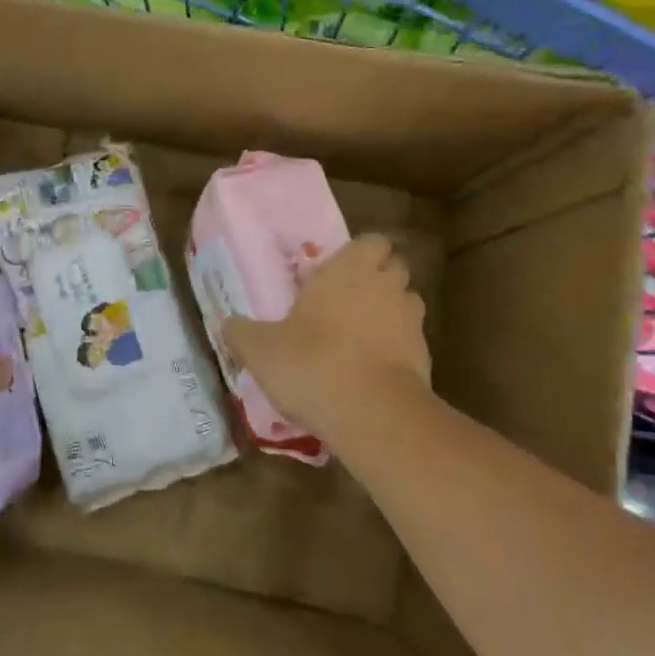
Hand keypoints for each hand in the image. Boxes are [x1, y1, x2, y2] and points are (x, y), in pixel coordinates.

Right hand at [225, 233, 430, 446]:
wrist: (372, 414)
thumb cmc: (312, 363)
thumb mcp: (260, 349)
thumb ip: (242, 332)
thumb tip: (228, 324)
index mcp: (348, 269)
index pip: (370, 241)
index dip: (358, 254)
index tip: (337, 273)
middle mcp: (385, 285)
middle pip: (393, 268)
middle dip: (376, 279)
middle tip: (346, 301)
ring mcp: (411, 321)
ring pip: (405, 303)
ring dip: (388, 313)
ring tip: (360, 336)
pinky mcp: (425, 357)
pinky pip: (410, 342)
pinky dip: (395, 349)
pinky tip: (370, 371)